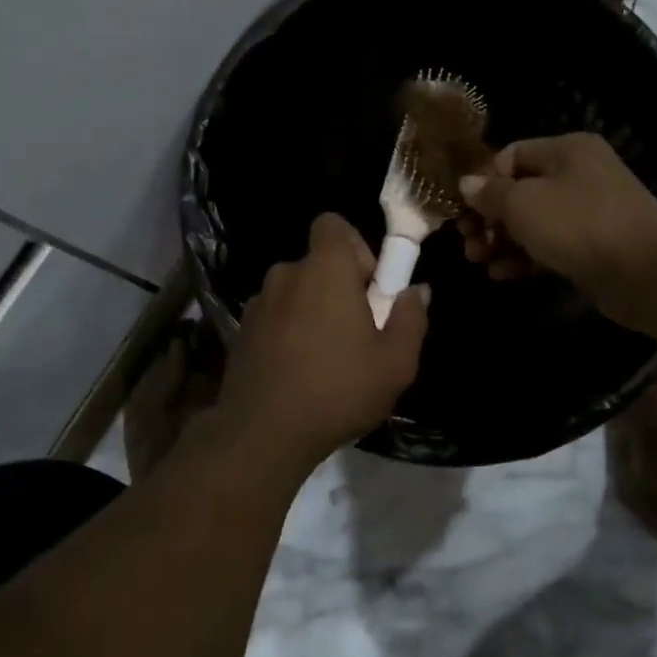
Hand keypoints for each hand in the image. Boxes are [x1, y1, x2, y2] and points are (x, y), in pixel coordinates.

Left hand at [218, 213, 429, 470]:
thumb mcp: (396, 362)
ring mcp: (258, 304)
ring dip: (311, 311)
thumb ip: (411, 318)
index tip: (368, 287)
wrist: (263, 433)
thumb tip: (416, 291)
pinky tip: (298, 373)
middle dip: (337, 287)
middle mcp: (286, 274)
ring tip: (326, 358)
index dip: (355, 247)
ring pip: (294, 293)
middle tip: (355, 331)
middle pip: (316, 263)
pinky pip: (274, 318)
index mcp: (324, 269)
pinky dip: (287, 333)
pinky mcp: (240, 332)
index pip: (333, 224)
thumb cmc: (338, 389)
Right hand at [457, 133, 656, 331]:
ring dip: (501, 241)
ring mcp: (587, 213)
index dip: (482, 181)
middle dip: (488, 218)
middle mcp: (578, 175)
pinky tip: (501, 274)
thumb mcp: (523, 204)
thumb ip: (490, 193)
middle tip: (466, 242)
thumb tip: (466, 183)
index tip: (462, 210)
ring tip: (477, 261)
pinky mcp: (592, 247)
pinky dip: (524, 258)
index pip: (510, 156)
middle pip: (519, 191)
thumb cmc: (579, 224)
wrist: (648, 272)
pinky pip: (549, 247)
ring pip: (532, 222)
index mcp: (565, 150)